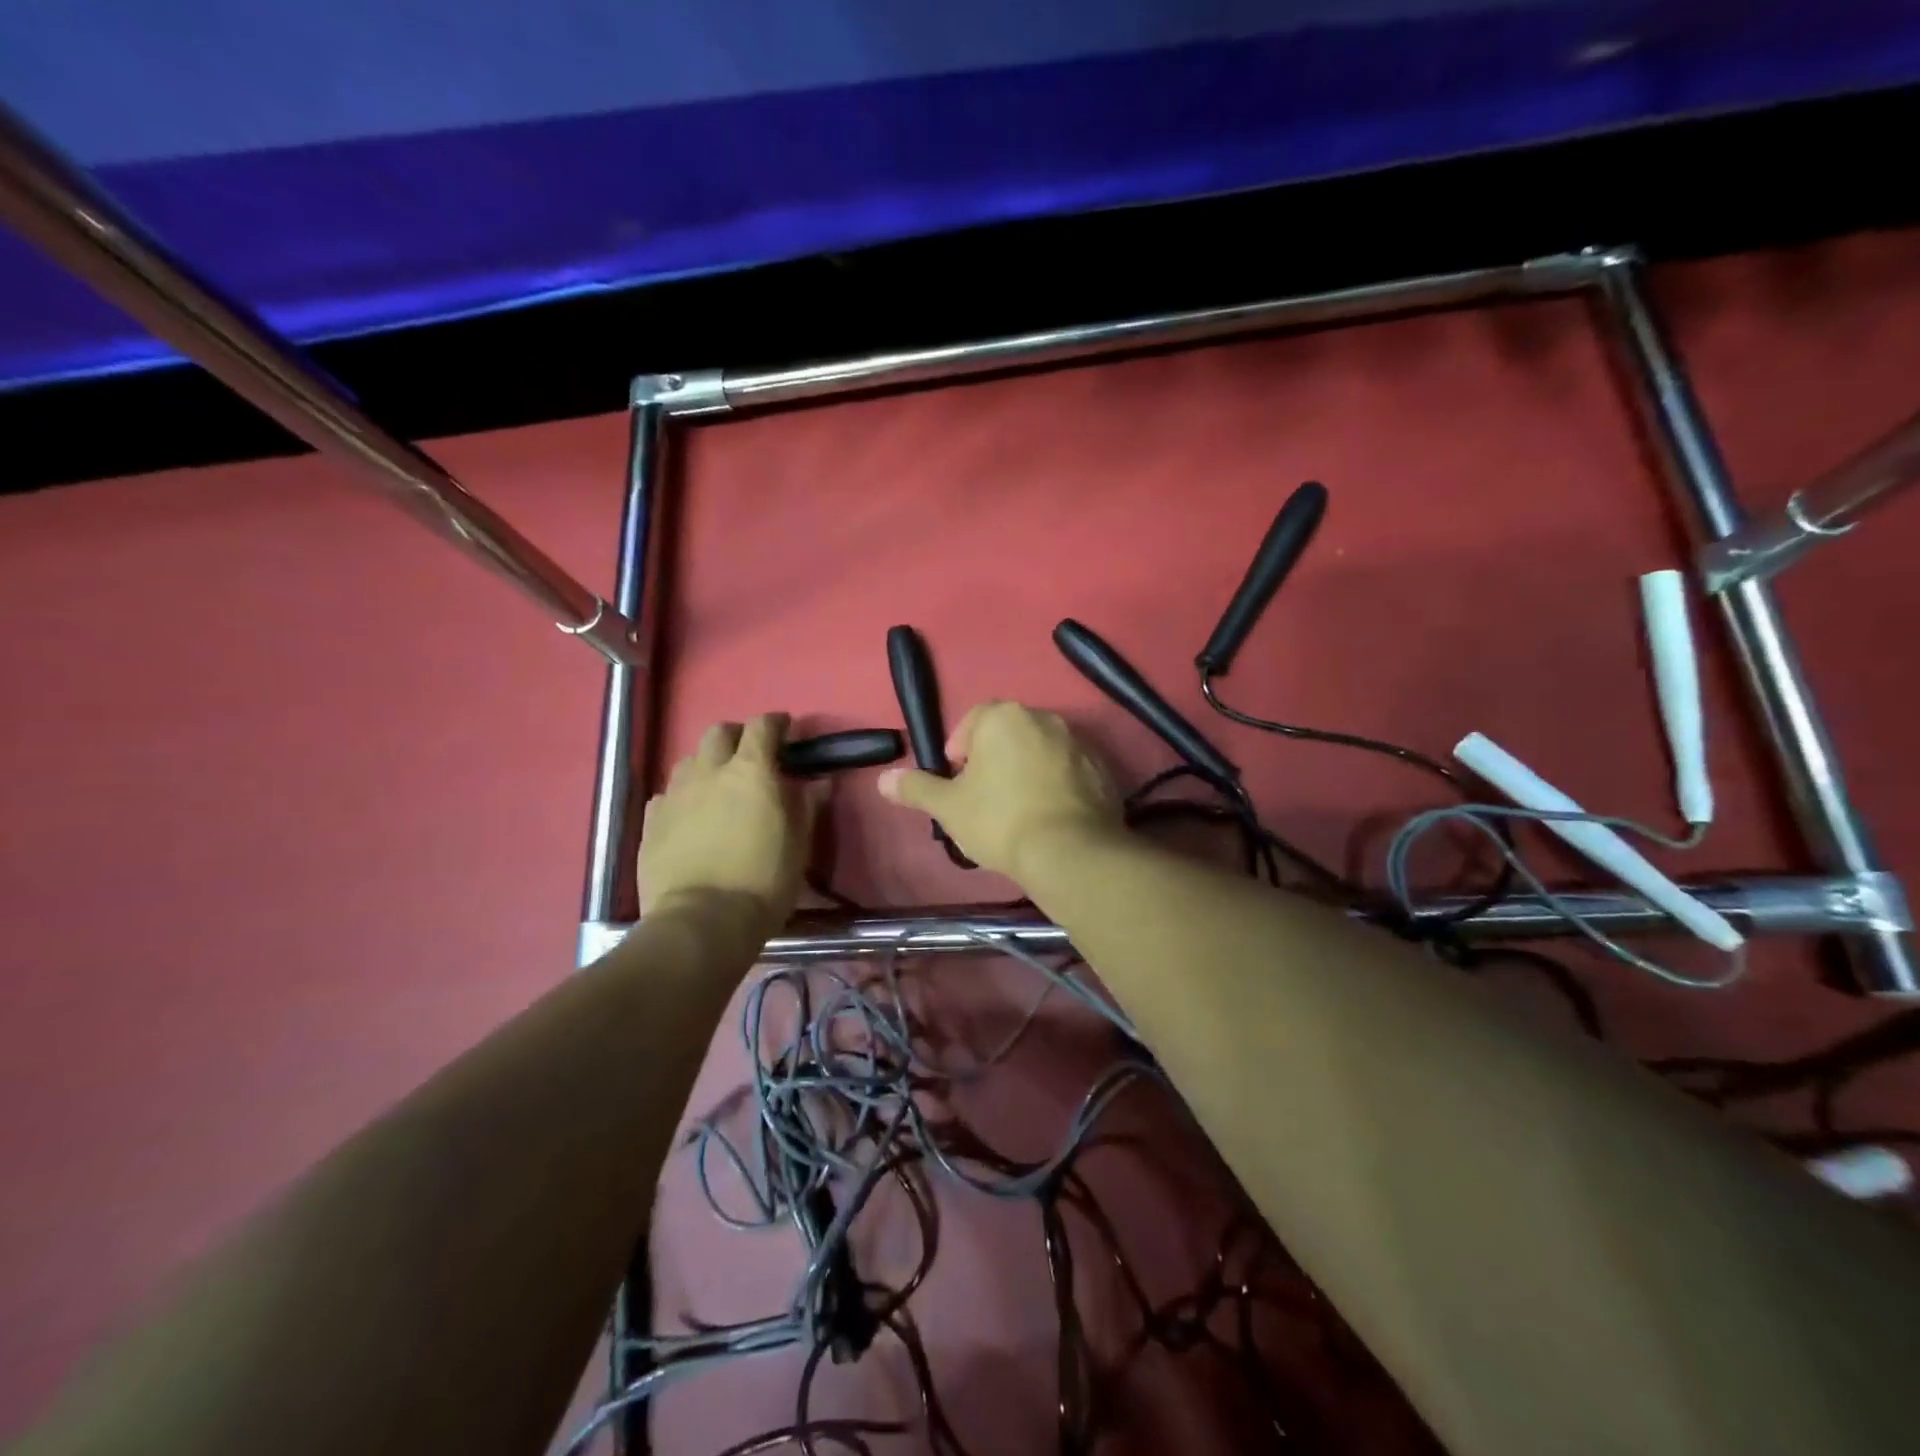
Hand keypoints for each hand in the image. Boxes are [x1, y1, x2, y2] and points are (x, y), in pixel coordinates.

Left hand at [639, 714, 821, 938]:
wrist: (701, 921)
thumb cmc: (763, 882)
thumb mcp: (799, 846)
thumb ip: (806, 807)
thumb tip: (819, 782)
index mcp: (751, 771)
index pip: (763, 727)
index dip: (776, 723)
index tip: (785, 729)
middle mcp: (709, 771)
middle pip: (719, 732)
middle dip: (736, 736)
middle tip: (749, 755)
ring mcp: (675, 794)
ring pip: (689, 760)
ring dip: (706, 763)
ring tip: (716, 785)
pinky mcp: (651, 821)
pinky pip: (667, 794)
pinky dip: (682, 795)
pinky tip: (689, 814)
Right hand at [878, 701, 1122, 880]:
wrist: (1069, 851)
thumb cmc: (999, 820)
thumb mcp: (948, 807)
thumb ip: (916, 788)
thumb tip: (883, 779)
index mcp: (1004, 717)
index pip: (974, 720)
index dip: (960, 749)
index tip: (958, 779)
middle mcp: (1044, 718)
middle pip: (1010, 733)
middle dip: (994, 759)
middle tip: (984, 797)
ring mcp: (1079, 743)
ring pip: (1041, 751)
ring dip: (1027, 770)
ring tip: (1018, 810)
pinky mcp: (1103, 769)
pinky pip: (1070, 770)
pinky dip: (1057, 785)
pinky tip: (1049, 816)